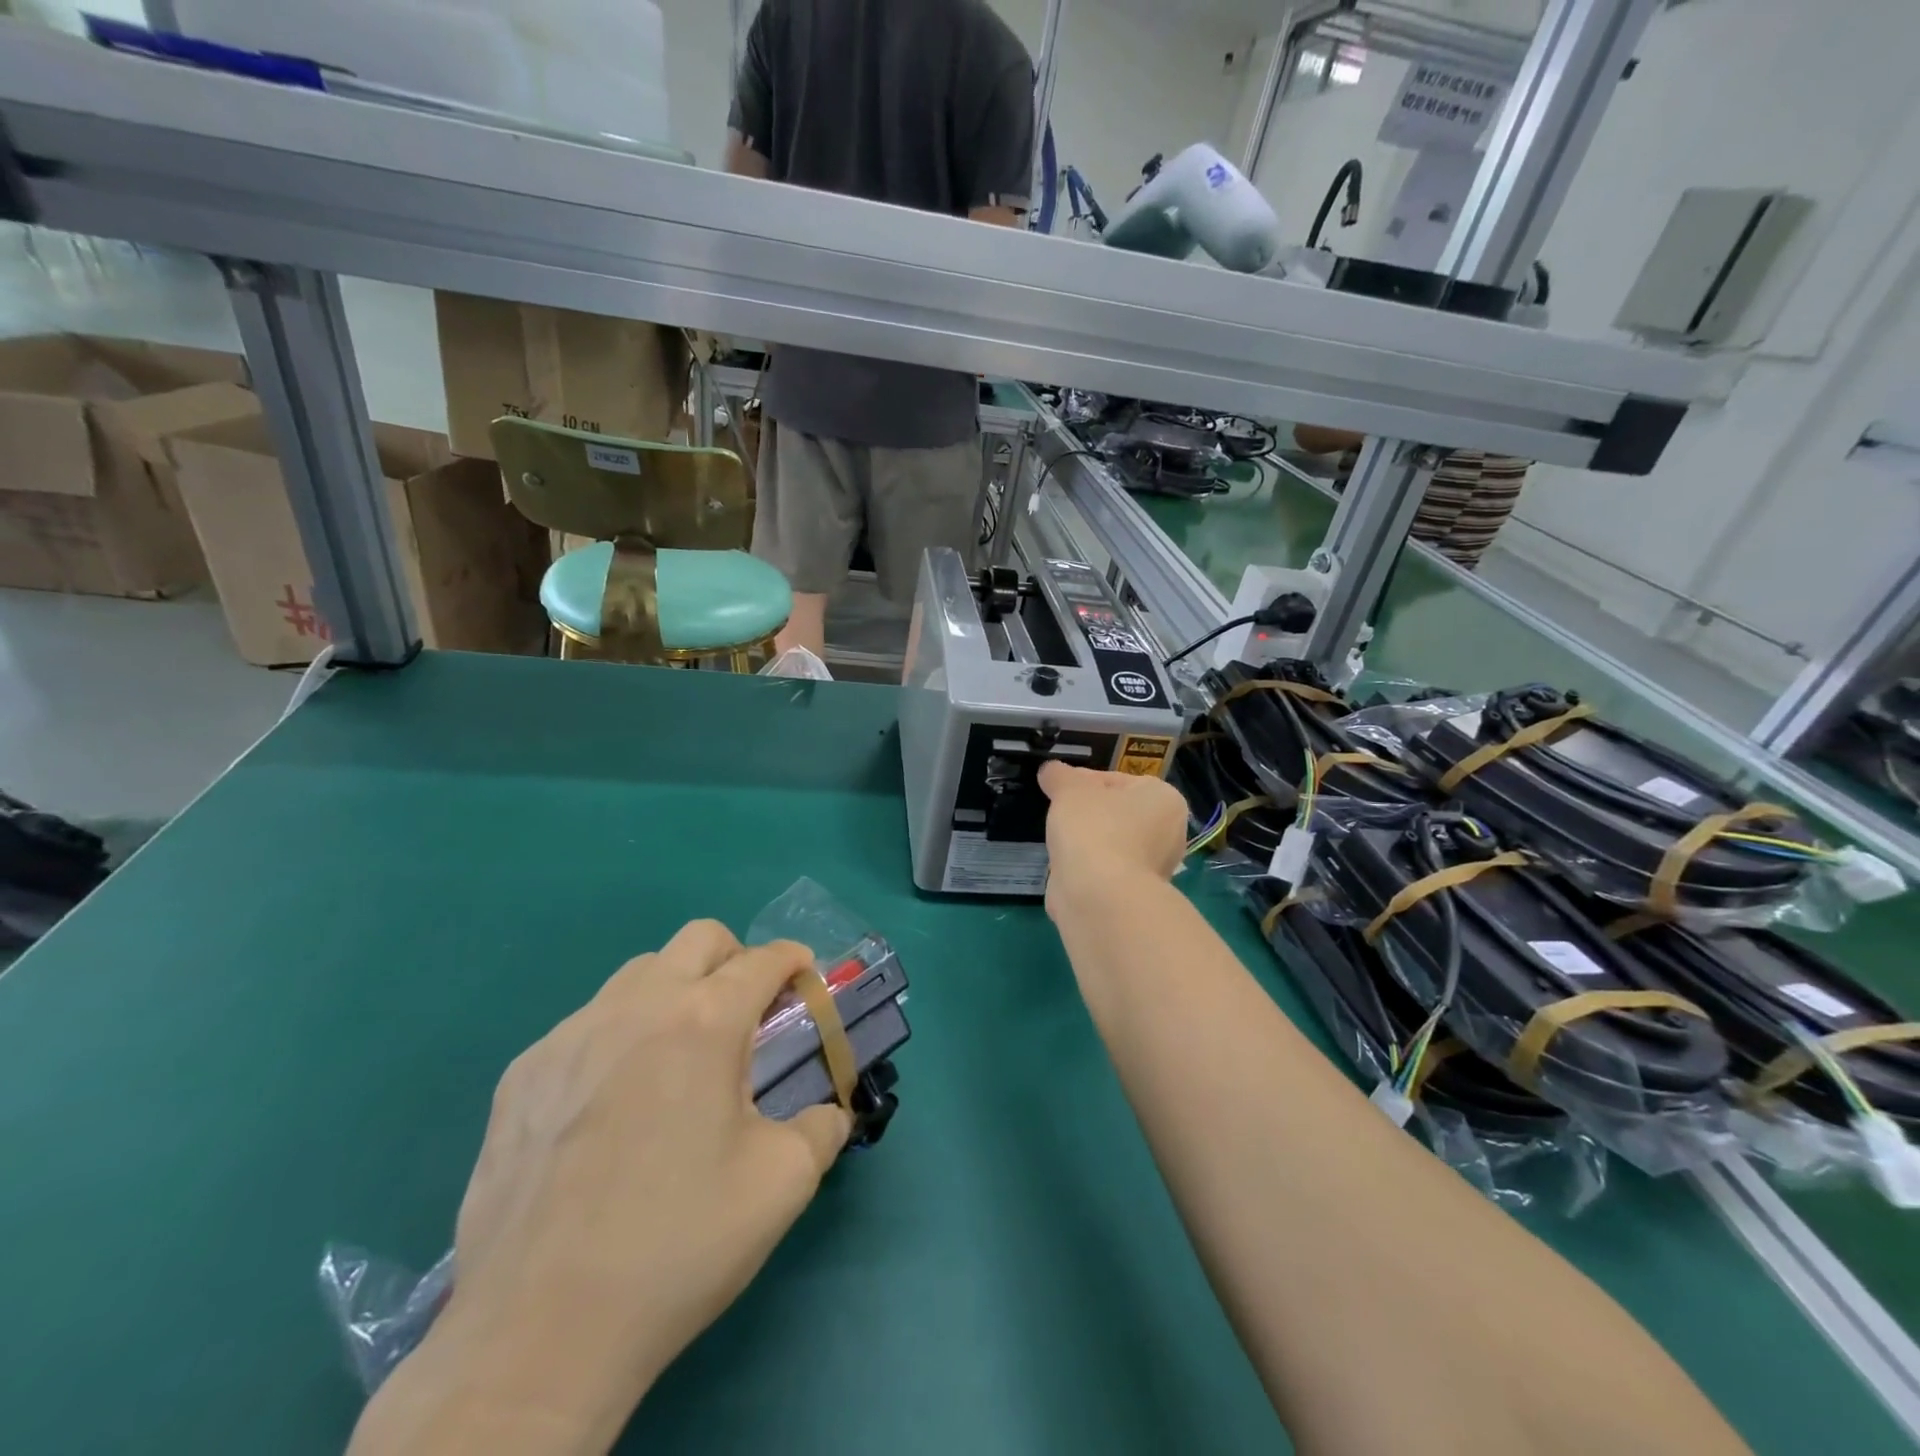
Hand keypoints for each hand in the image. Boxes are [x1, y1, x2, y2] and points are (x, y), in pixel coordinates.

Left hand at [400, 923, 850, 1448]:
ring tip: (680, 1058)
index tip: (804, 981)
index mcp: (705, 1022)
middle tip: (747, 1015)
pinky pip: (586, 1024)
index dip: (794, 961)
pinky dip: (619, 1036)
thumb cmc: (678, 1244)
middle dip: (737, 959)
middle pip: (700, 938)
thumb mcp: (783, 1184)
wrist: (540, 1334)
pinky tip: (613, 1105)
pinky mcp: (522, 1074)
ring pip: (639, 973)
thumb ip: (823, 1128)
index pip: (763, 959)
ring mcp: (571, 1035)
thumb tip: (830, 1112)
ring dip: (676, 991)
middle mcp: (637, 1006)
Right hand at [1037, 761, 1188, 912]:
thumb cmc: (1093, 829)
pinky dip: (1086, 867)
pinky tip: (1066, 867)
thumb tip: (1051, 770)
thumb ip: (1059, 775)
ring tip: (1059, 841)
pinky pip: (1104, 870)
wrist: (1099, 896)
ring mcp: (1153, 867)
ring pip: (1110, 842)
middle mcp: (1168, 832)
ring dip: (1085, 841)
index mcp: (1163, 798)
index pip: (1117, 780)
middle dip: (1087, 812)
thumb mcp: (1069, 789)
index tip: (1060, 789)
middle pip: (1116, 812)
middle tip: (1058, 813)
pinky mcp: (1133, 894)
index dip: (1083, 781)